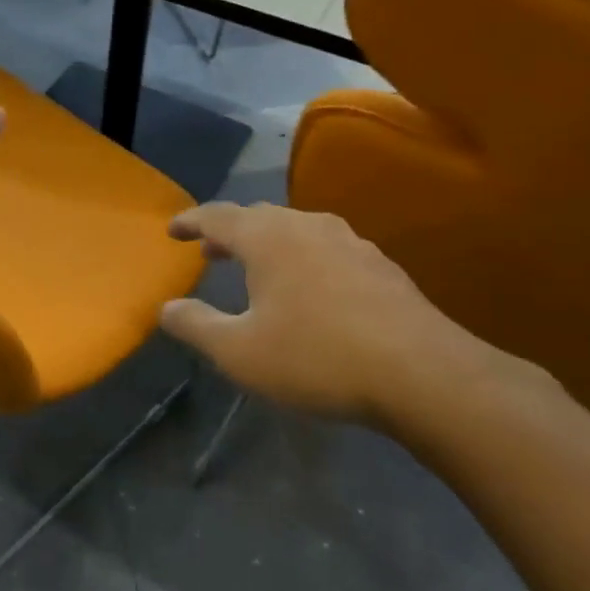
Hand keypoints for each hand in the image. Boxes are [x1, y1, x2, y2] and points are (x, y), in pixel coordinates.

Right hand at [158, 203, 520, 429]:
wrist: (423, 374)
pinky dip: (302, 259)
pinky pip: (326, 249)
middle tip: (210, 251)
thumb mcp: (239, 352)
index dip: (190, 221)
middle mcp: (307, 226)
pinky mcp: (381, 266)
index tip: (172, 230)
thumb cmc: (316, 357)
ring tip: (257, 269)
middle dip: (229, 231)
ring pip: (296, 230)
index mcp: (267, 238)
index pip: (217, 216)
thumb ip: (196, 326)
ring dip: (268, 244)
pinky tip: (310, 290)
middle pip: (258, 217)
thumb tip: (166, 308)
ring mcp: (350, 242)